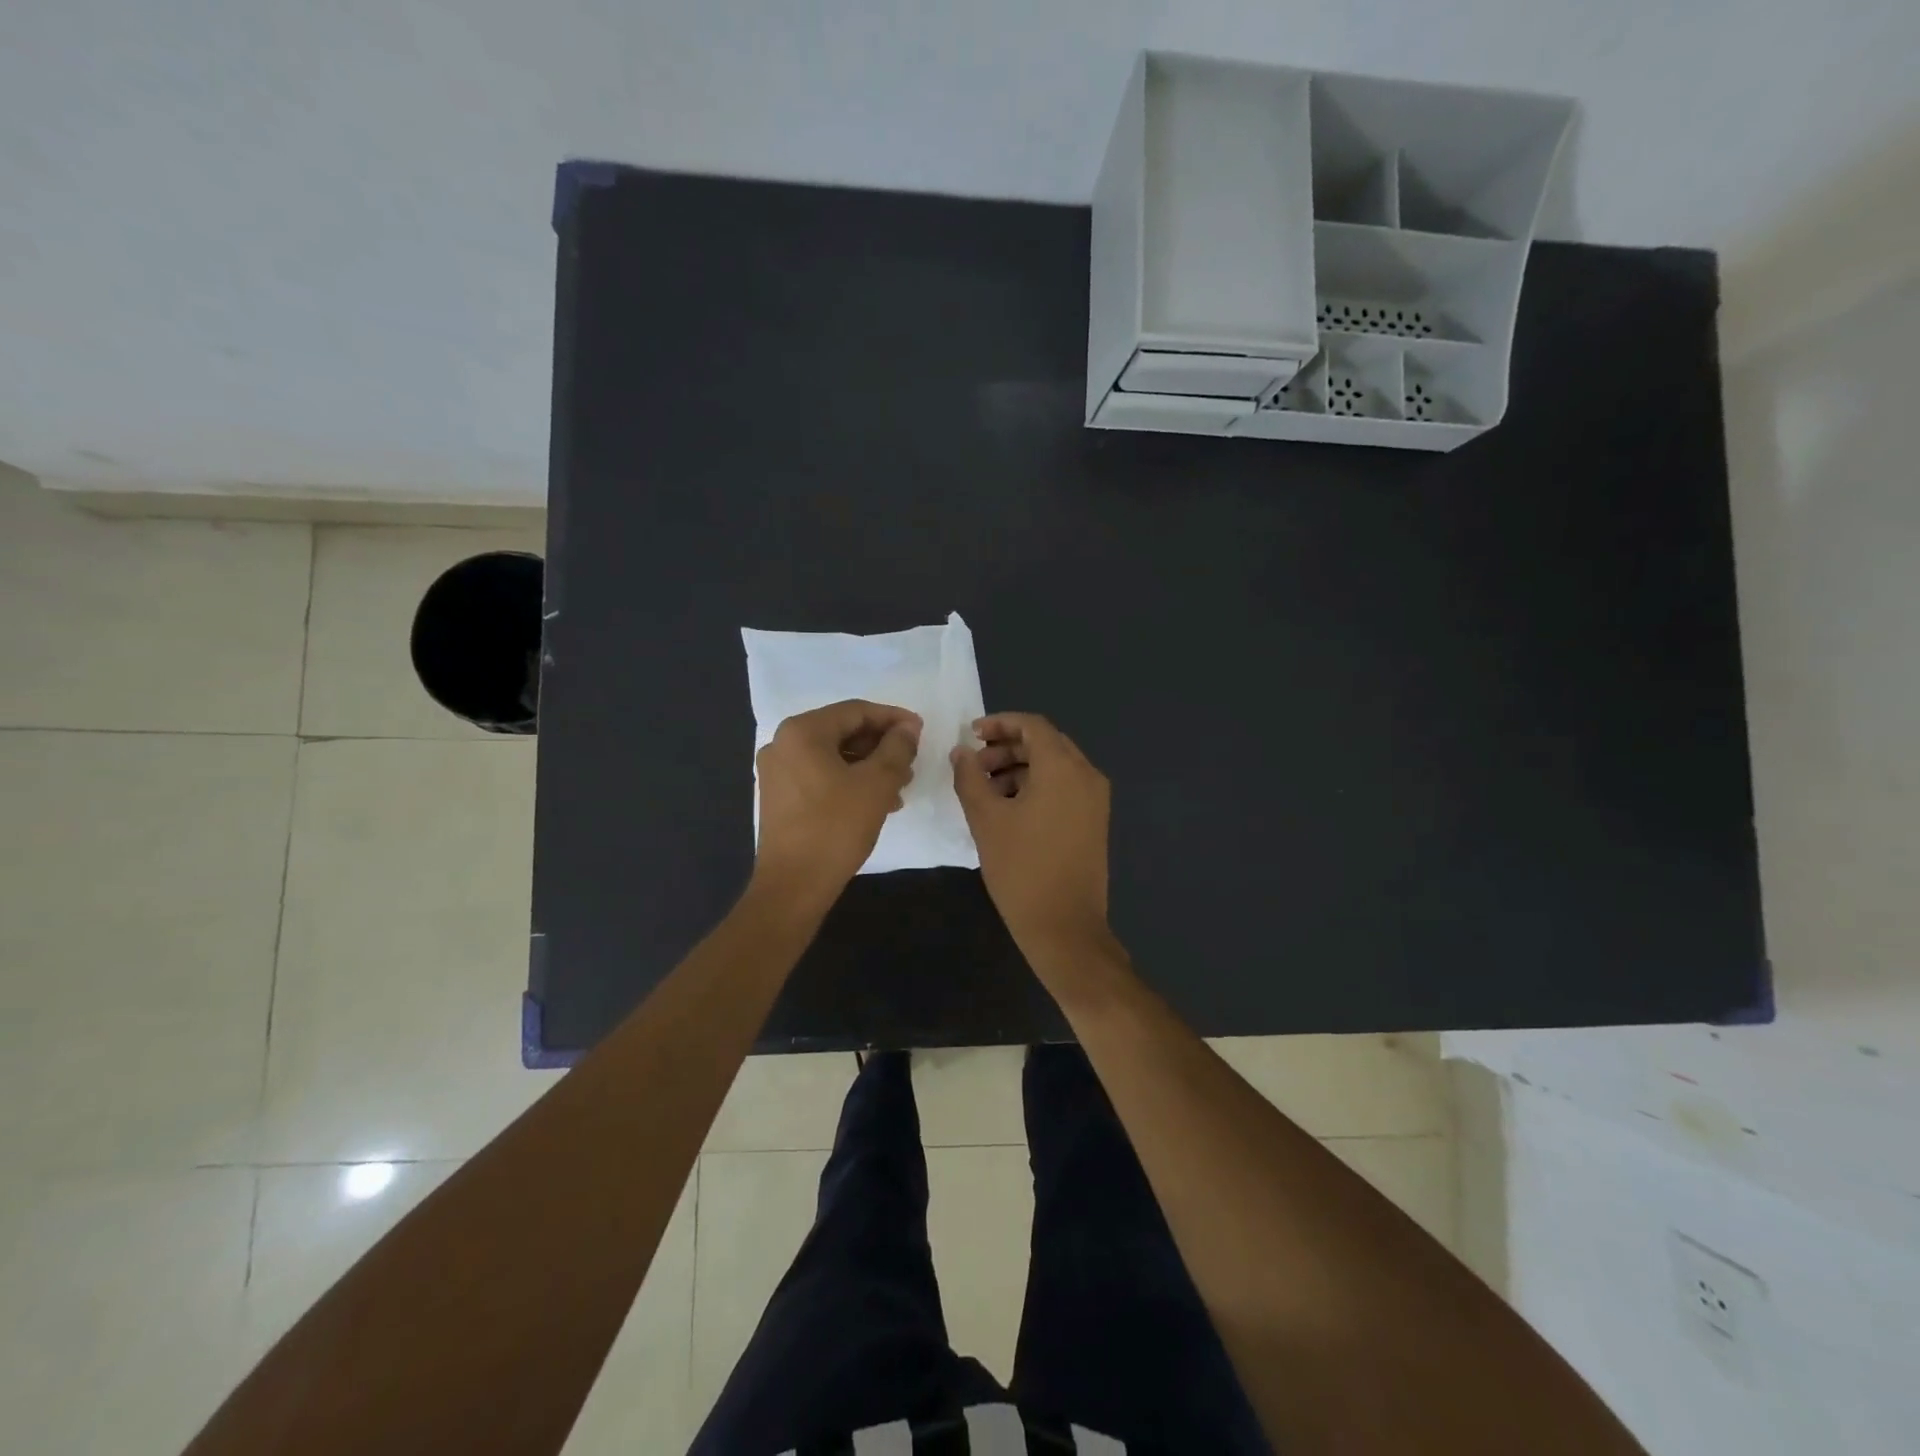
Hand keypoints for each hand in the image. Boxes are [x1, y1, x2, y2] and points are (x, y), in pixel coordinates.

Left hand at [753, 699, 920, 906]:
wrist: (793, 886)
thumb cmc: (836, 827)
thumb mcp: (877, 784)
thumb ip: (897, 748)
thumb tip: (908, 728)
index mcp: (802, 732)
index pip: (855, 711)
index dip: (892, 718)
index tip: (921, 731)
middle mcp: (783, 744)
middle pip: (843, 732)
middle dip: (881, 745)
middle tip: (912, 762)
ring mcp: (778, 772)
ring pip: (834, 756)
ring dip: (869, 766)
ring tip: (900, 787)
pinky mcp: (780, 797)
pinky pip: (821, 775)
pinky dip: (850, 781)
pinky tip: (876, 802)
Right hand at [951, 712, 1111, 957]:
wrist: (1065, 927)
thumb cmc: (1021, 869)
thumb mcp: (986, 820)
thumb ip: (970, 778)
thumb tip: (961, 752)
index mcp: (1063, 768)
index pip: (1032, 726)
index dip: (999, 724)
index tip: (971, 735)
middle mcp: (1087, 775)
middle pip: (1046, 743)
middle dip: (1007, 747)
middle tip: (975, 766)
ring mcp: (1095, 800)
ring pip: (1055, 766)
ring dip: (1020, 768)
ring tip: (986, 790)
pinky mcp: (1095, 821)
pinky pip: (1065, 787)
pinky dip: (1037, 786)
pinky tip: (1009, 808)